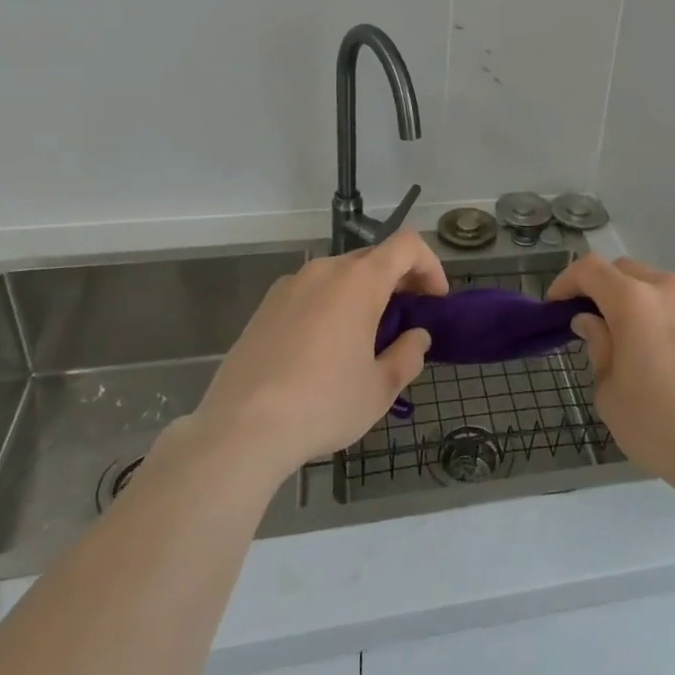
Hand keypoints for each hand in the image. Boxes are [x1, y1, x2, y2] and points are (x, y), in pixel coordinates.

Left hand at [180, 230, 445, 482]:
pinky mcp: (264, 307)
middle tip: (406, 321)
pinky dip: (330, 305)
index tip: (435, 300)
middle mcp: (325, 270)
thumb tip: (416, 337)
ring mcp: (290, 285)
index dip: (430, 265)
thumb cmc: (323, 403)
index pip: (407, 245)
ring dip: (362, 294)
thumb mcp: (380, 388)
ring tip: (365, 338)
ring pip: (339, 276)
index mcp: (359, 281)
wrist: (240, 429)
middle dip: (398, 282)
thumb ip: (408, 355)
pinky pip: (310, 293)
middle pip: (373, 258)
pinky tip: (323, 349)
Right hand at [550, 254, 674, 501]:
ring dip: (647, 305)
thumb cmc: (657, 425)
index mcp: (634, 301)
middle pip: (629, 271)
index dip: (568, 280)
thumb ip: (598, 346)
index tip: (558, 305)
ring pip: (666, 289)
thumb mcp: (609, 392)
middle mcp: (671, 290)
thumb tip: (592, 321)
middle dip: (607, 289)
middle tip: (599, 322)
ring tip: (646, 343)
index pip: (590, 269)